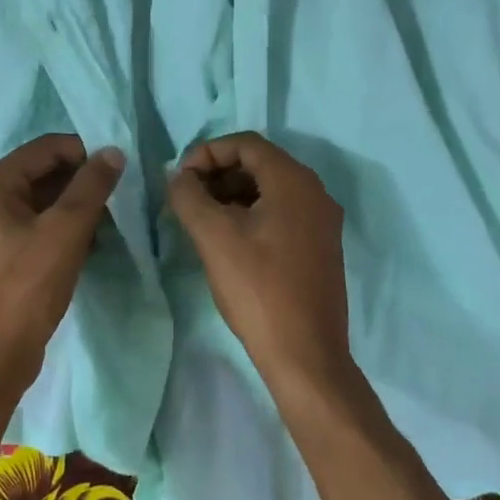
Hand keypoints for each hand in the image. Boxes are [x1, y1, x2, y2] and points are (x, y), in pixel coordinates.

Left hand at [0, 134, 123, 402]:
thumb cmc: (25, 289)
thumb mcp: (65, 232)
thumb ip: (91, 187)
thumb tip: (113, 152)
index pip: (47, 148)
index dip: (85, 153)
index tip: (119, 172)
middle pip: (44, 173)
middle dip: (82, 183)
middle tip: (117, 200)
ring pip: (43, 202)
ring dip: (76, 208)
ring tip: (108, 225)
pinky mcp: (1, 257)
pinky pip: (38, 228)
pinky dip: (64, 230)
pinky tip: (89, 246)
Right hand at [167, 133, 353, 397]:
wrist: (306, 355)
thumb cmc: (258, 289)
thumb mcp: (214, 237)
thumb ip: (189, 196)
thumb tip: (179, 177)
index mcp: (294, 181)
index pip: (246, 143)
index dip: (207, 152)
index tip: (179, 178)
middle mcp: (315, 192)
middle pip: (259, 164)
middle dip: (218, 174)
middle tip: (186, 197)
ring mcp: (321, 221)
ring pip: (269, 190)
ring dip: (232, 194)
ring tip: (200, 219)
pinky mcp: (320, 247)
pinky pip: (281, 213)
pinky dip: (251, 214)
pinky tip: (227, 239)